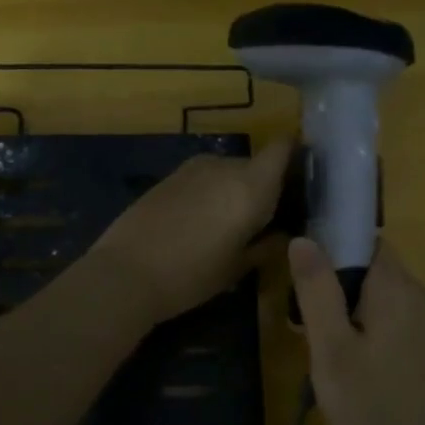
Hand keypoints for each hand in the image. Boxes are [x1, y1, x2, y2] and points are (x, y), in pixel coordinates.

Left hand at [86, 139, 291, 323]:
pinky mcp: (167, 177)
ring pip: (225, 172)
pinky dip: (207, 194)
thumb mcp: (237, 268)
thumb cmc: (192, 275)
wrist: (126, 273)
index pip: (283, 148)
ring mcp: (192, 168)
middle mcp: (225, 166)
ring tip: (226, 226)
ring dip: (231, 190)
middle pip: (255, 165)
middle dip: (261, 186)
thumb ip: (265, 246)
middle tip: (262, 220)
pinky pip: (201, 179)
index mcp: (251, 185)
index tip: (299, 178)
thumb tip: (282, 236)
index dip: (294, 155)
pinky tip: (197, 224)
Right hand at [289, 237, 424, 424]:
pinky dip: (376, 332)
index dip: (331, 250)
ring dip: (356, 312)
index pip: (364, 243)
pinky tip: (362, 370)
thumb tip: (303, 239)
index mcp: (397, 290)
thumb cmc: (372, 408)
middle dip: (340, 287)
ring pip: (386, 300)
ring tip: (332, 352)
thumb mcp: (332, 350)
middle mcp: (423, 299)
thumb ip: (317, 292)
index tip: (305, 282)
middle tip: (312, 326)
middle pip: (375, 270)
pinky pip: (400, 324)